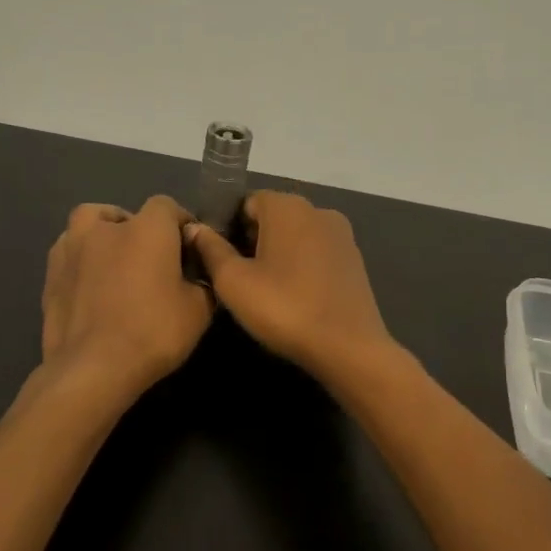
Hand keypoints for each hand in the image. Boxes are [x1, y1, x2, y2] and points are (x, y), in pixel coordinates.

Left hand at [41, 196, 214, 400]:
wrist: (92, 368)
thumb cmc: (152, 333)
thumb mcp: (199, 311)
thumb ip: (202, 282)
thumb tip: (196, 275)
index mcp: (147, 229)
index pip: (167, 206)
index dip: (180, 224)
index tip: (188, 249)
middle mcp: (105, 228)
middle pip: (124, 214)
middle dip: (139, 231)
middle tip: (150, 262)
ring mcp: (71, 248)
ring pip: (88, 227)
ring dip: (103, 238)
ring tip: (114, 266)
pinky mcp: (50, 274)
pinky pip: (70, 255)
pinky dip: (82, 262)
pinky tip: (91, 288)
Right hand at [182, 191, 396, 380]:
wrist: (348, 348)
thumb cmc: (284, 308)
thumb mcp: (234, 282)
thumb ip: (211, 249)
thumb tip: (195, 228)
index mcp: (288, 206)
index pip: (246, 202)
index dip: (228, 228)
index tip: (219, 259)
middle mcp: (318, 210)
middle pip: (273, 217)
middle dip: (253, 241)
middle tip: (238, 279)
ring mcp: (342, 235)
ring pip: (296, 236)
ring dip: (278, 255)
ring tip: (264, 291)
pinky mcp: (355, 260)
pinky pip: (317, 254)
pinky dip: (301, 267)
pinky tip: (294, 297)